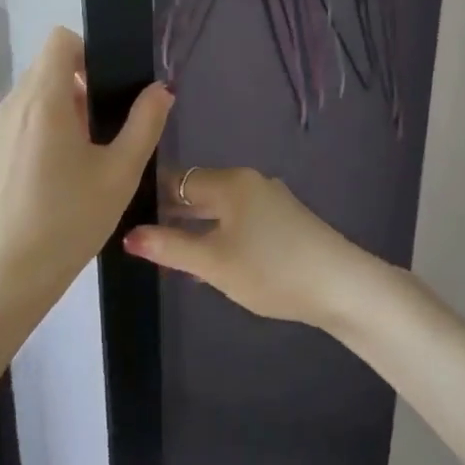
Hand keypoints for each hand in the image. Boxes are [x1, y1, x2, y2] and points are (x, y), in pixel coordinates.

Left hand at [0, 27, 173, 319]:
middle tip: (104, 134)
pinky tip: (52, 187)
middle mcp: (10, 106)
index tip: (107, 90)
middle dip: (79, 89)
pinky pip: (16, 129)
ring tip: (81, 163)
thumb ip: (145, 124)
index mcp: (42, 100)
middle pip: (46, 71)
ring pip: (31, 101)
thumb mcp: (119, 174)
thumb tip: (160, 89)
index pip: (60, 40)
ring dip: (60, 115)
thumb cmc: (67, 223)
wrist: (0, 282)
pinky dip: (38, 138)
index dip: (88, 53)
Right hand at [122, 166, 383, 329]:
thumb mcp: (214, 263)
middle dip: (171, 213)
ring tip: (166, 251)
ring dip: (194, 227)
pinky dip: (218, 234)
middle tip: (139, 236)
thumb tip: (129, 234)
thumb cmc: (271, 269)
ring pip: (219, 208)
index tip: (123, 213)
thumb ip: (170, 247)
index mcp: (230, 182)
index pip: (177, 179)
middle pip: (199, 191)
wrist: (341, 285)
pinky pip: (238, 220)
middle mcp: (249, 182)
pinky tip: (208, 259)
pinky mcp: (284, 221)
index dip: (149, 195)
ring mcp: (270, 200)